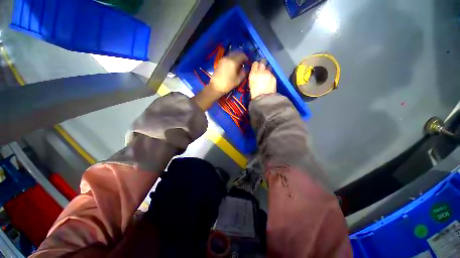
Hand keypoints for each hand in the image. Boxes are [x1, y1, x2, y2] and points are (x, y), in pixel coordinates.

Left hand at [193, 52, 247, 110]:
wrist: (216, 87)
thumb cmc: (228, 84)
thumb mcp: (238, 80)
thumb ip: (244, 72)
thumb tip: (245, 68)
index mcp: (234, 62)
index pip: (242, 55)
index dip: (246, 58)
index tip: (247, 63)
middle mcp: (228, 58)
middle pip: (237, 52)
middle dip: (241, 56)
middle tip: (243, 63)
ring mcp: (223, 59)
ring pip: (232, 54)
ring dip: (236, 57)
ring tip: (237, 64)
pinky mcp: (220, 61)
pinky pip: (228, 57)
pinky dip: (231, 59)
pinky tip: (232, 66)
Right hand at [249, 60, 276, 98]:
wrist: (263, 98)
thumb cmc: (255, 94)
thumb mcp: (251, 84)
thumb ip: (254, 77)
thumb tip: (256, 74)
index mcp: (253, 74)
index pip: (255, 64)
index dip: (256, 65)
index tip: (257, 66)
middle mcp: (260, 71)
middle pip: (263, 62)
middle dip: (263, 63)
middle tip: (263, 66)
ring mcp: (268, 73)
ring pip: (269, 67)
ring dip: (267, 69)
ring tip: (266, 75)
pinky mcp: (273, 77)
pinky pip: (272, 74)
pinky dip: (271, 76)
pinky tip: (269, 81)